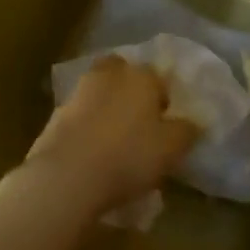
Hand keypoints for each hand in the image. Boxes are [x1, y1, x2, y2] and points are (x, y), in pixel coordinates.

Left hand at [17, 56, 197, 221]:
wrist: (67, 175)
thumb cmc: (129, 156)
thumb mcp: (171, 148)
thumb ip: (186, 131)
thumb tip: (193, 122)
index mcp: (141, 75)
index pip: (159, 78)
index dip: (164, 101)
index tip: (165, 126)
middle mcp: (110, 74)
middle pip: (125, 76)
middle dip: (132, 93)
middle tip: (139, 125)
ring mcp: (79, 91)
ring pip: (100, 93)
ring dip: (107, 108)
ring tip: (115, 142)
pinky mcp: (56, 114)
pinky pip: (81, 115)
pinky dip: (88, 126)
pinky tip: (93, 152)